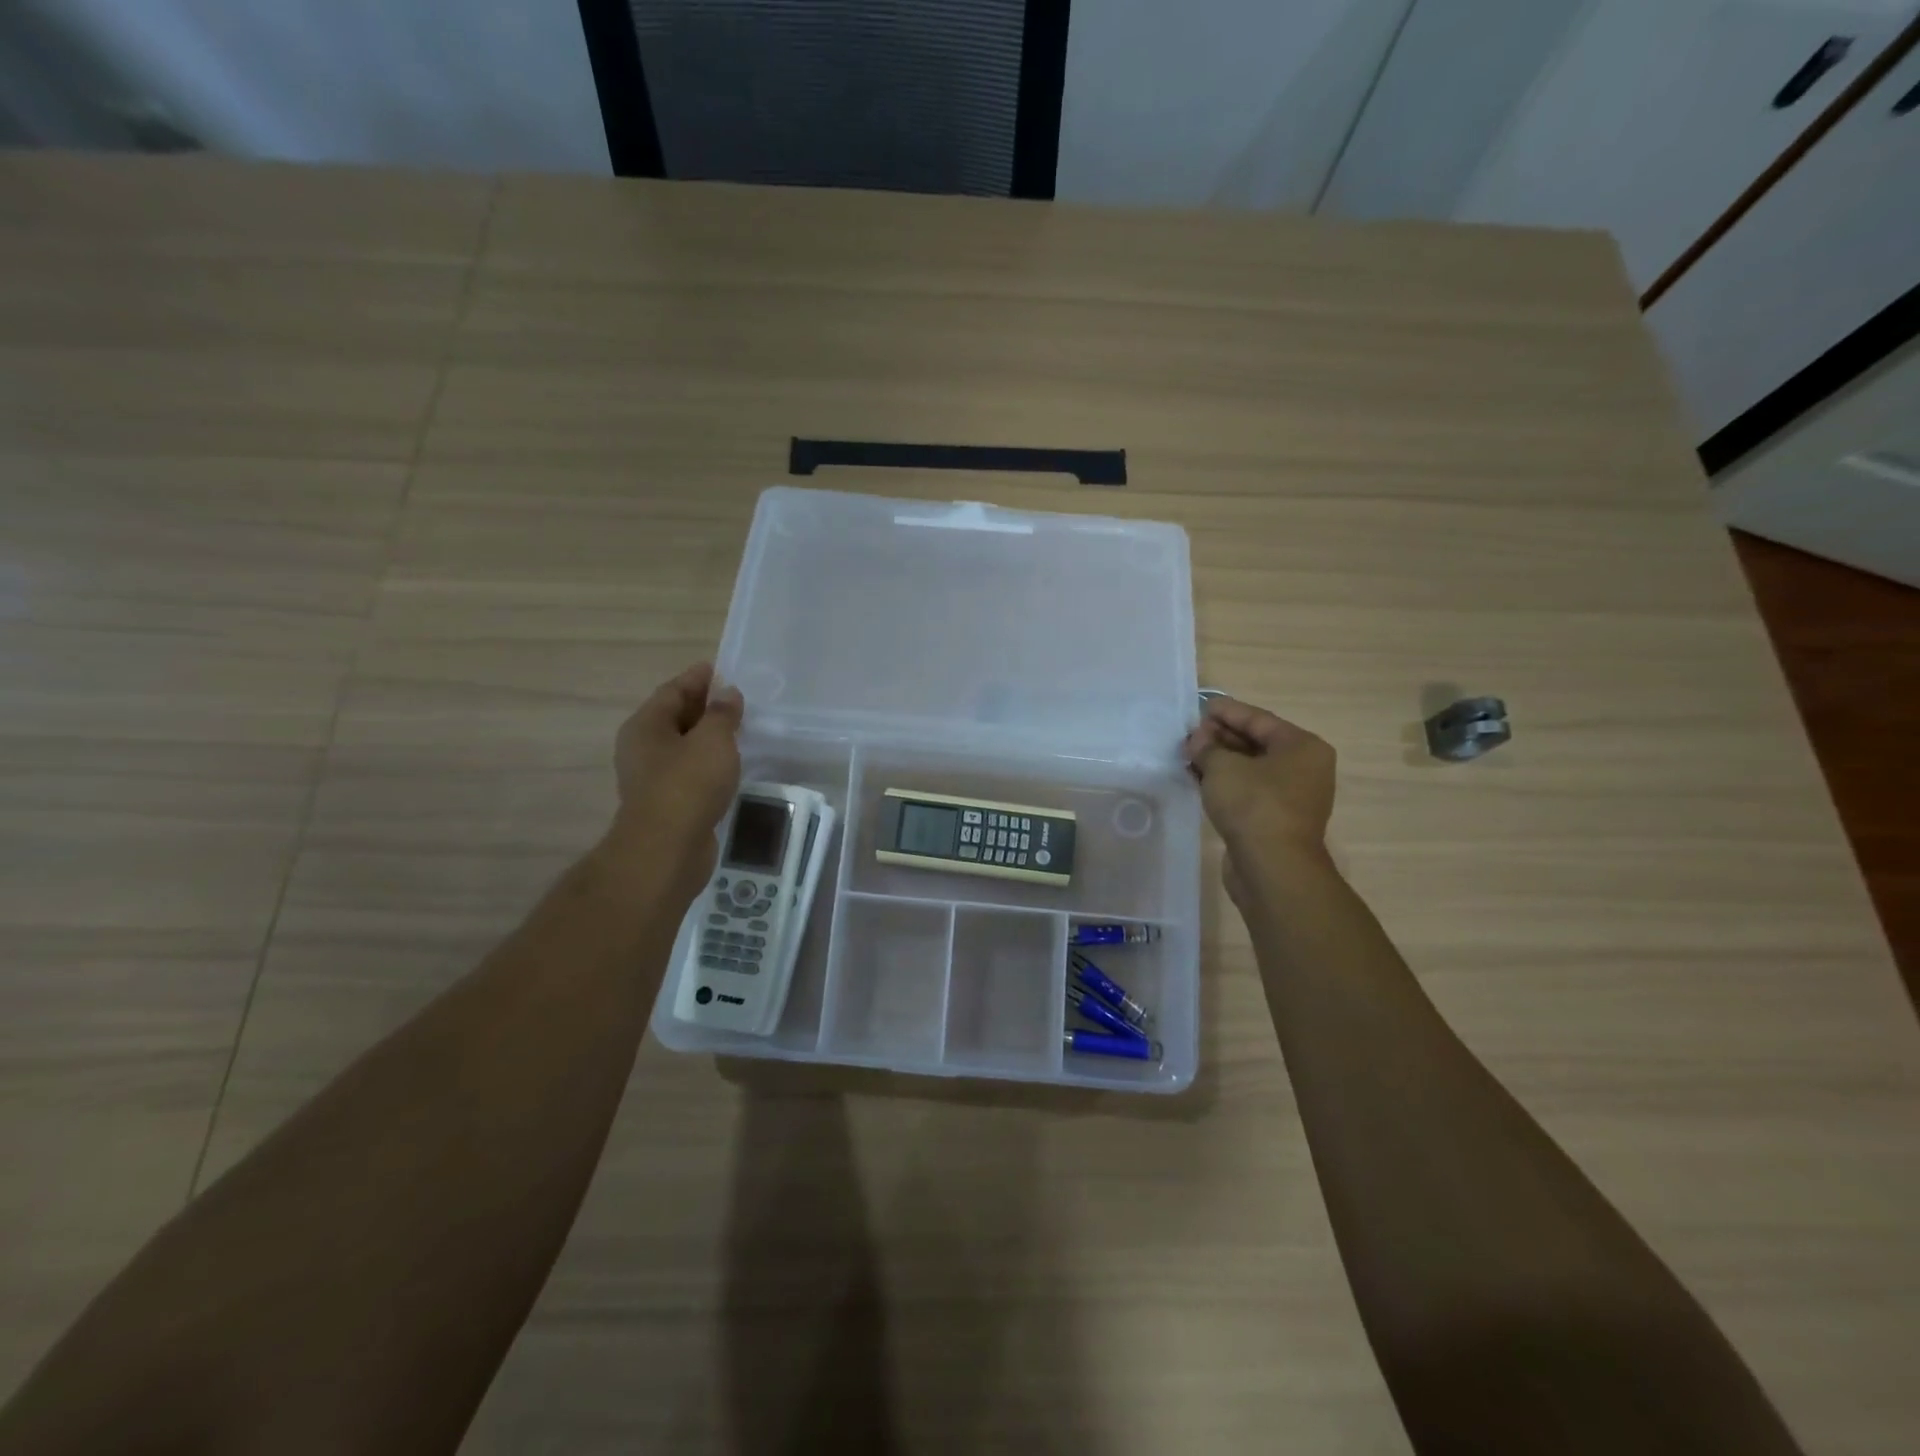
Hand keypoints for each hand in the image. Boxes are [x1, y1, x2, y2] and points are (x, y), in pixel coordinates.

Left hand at [607, 663, 743, 898]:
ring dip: (706, 737)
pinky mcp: (666, 803)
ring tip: (737, 730)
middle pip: (674, 717)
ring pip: (682, 747)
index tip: (719, 668)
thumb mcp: (712, 740)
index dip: (697, 678)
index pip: (673, 691)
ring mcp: (652, 777)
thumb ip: (722, 714)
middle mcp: (643, 747)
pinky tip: (728, 765)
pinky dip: (707, 763)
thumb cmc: (687, 784)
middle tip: (734, 698)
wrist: (667, 848)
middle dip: (703, 707)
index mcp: (646, 725)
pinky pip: (689, 772)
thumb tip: (727, 694)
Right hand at [1182, 697, 1335, 904]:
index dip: (1227, 712)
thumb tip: (1199, 740)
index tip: (1200, 707)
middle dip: (1221, 737)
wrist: (1272, 867)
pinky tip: (1200, 780)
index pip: (1259, 719)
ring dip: (1221, 761)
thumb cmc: (1254, 805)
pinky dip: (1226, 783)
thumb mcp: (1222, 767)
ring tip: (1190, 756)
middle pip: (1256, 743)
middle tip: (1190, 735)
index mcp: (1302, 747)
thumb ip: (1207, 747)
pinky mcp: (1276, 820)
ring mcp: (1292, 796)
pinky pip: (1249, 791)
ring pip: (1251, 769)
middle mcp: (1304, 768)